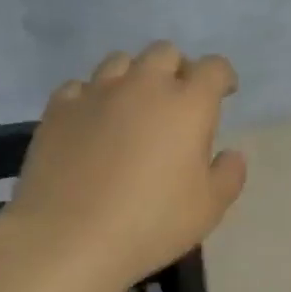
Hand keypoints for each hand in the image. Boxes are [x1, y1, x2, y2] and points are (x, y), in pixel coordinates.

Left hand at [0, 42, 247, 291]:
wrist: (68, 238)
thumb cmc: (151, 223)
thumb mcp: (209, 209)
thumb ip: (229, 175)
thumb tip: (231, 154)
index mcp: (188, 104)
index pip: (213, 68)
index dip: (222, 77)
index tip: (224, 94)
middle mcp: (144, 85)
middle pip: (165, 53)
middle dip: (178, 69)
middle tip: (178, 101)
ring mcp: (97, 92)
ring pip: (120, 61)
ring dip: (134, 76)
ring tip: (133, 106)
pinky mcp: (59, 108)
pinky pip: (80, 86)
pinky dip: (92, 97)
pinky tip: (91, 122)